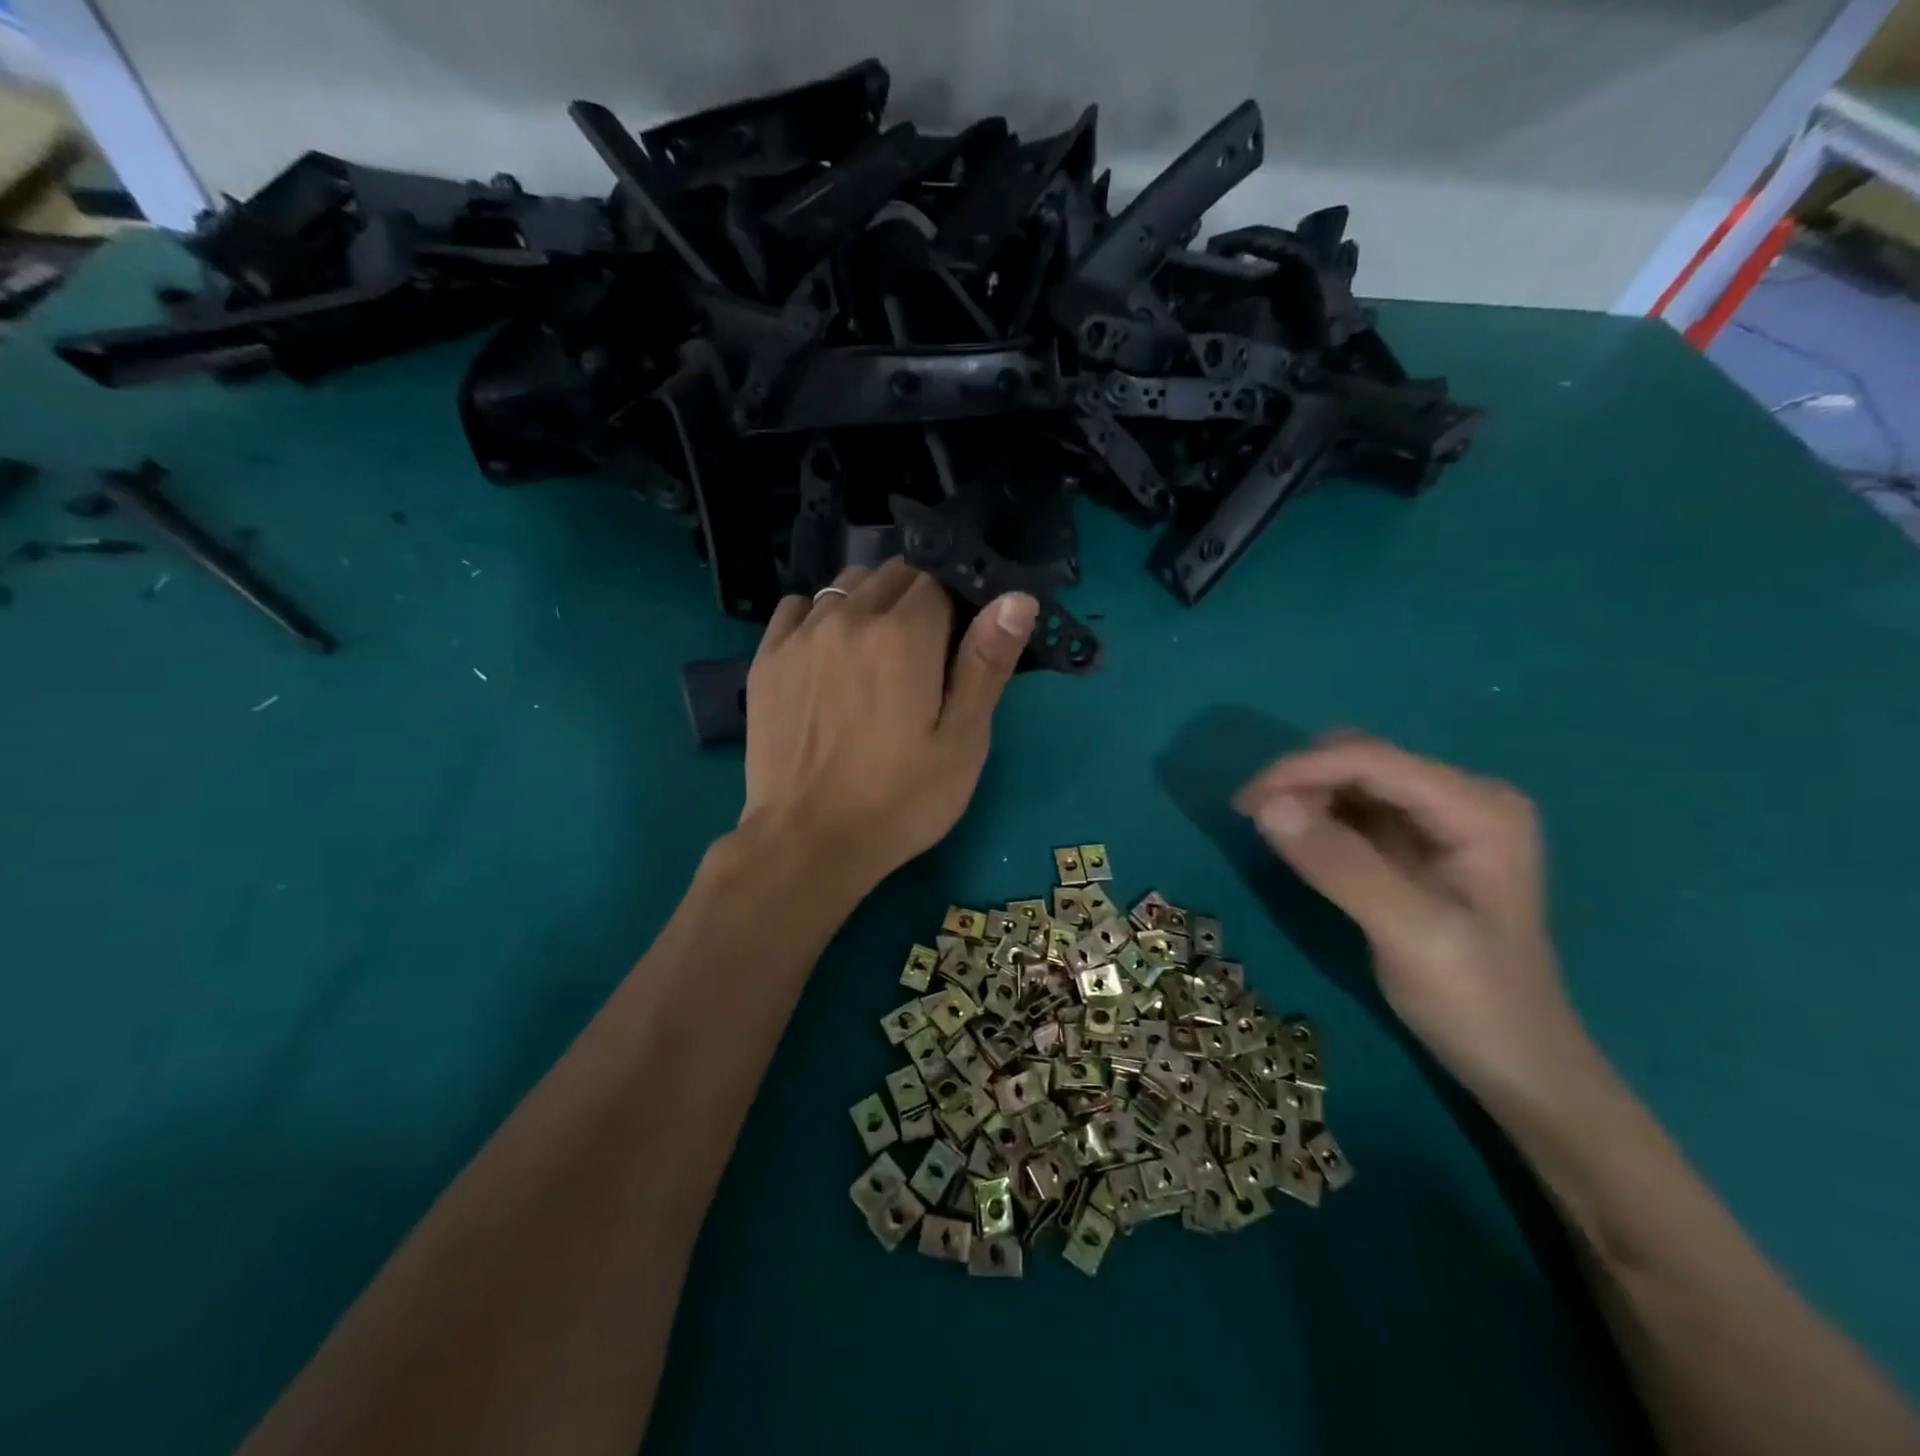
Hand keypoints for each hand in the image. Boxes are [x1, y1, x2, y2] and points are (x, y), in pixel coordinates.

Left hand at [740, 560, 1036, 893]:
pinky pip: (799, 607)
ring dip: (872, 601)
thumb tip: (1017, 597)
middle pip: (893, 574)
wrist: (807, 842)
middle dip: (917, 597)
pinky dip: (822, 615)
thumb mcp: (962, 742)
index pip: (939, 580)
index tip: (960, 638)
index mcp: (903, 636)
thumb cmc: (899, 800)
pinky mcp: (767, 658)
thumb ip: (986, 663)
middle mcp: (849, 618)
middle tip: (925, 652)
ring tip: (878, 651)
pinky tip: (830, 653)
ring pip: (846, 585)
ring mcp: (800, 635)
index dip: (957, 602)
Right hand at [1236, 733, 1593, 1107]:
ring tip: (1270, 832)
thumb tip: (1265, 806)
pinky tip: (1297, 843)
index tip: (1245, 803)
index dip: (1302, 770)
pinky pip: (1355, 809)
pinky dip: (1318, 817)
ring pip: (1353, 779)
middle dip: (1303, 779)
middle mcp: (1464, 798)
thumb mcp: (1407, 933)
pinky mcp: (1418, 843)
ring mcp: (1442, 820)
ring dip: (1306, 796)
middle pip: (1362, 758)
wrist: (1517, 1064)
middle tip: (1255, 820)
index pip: (1374, 760)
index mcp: (1479, 807)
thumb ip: (1339, 865)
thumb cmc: (1475, 1001)